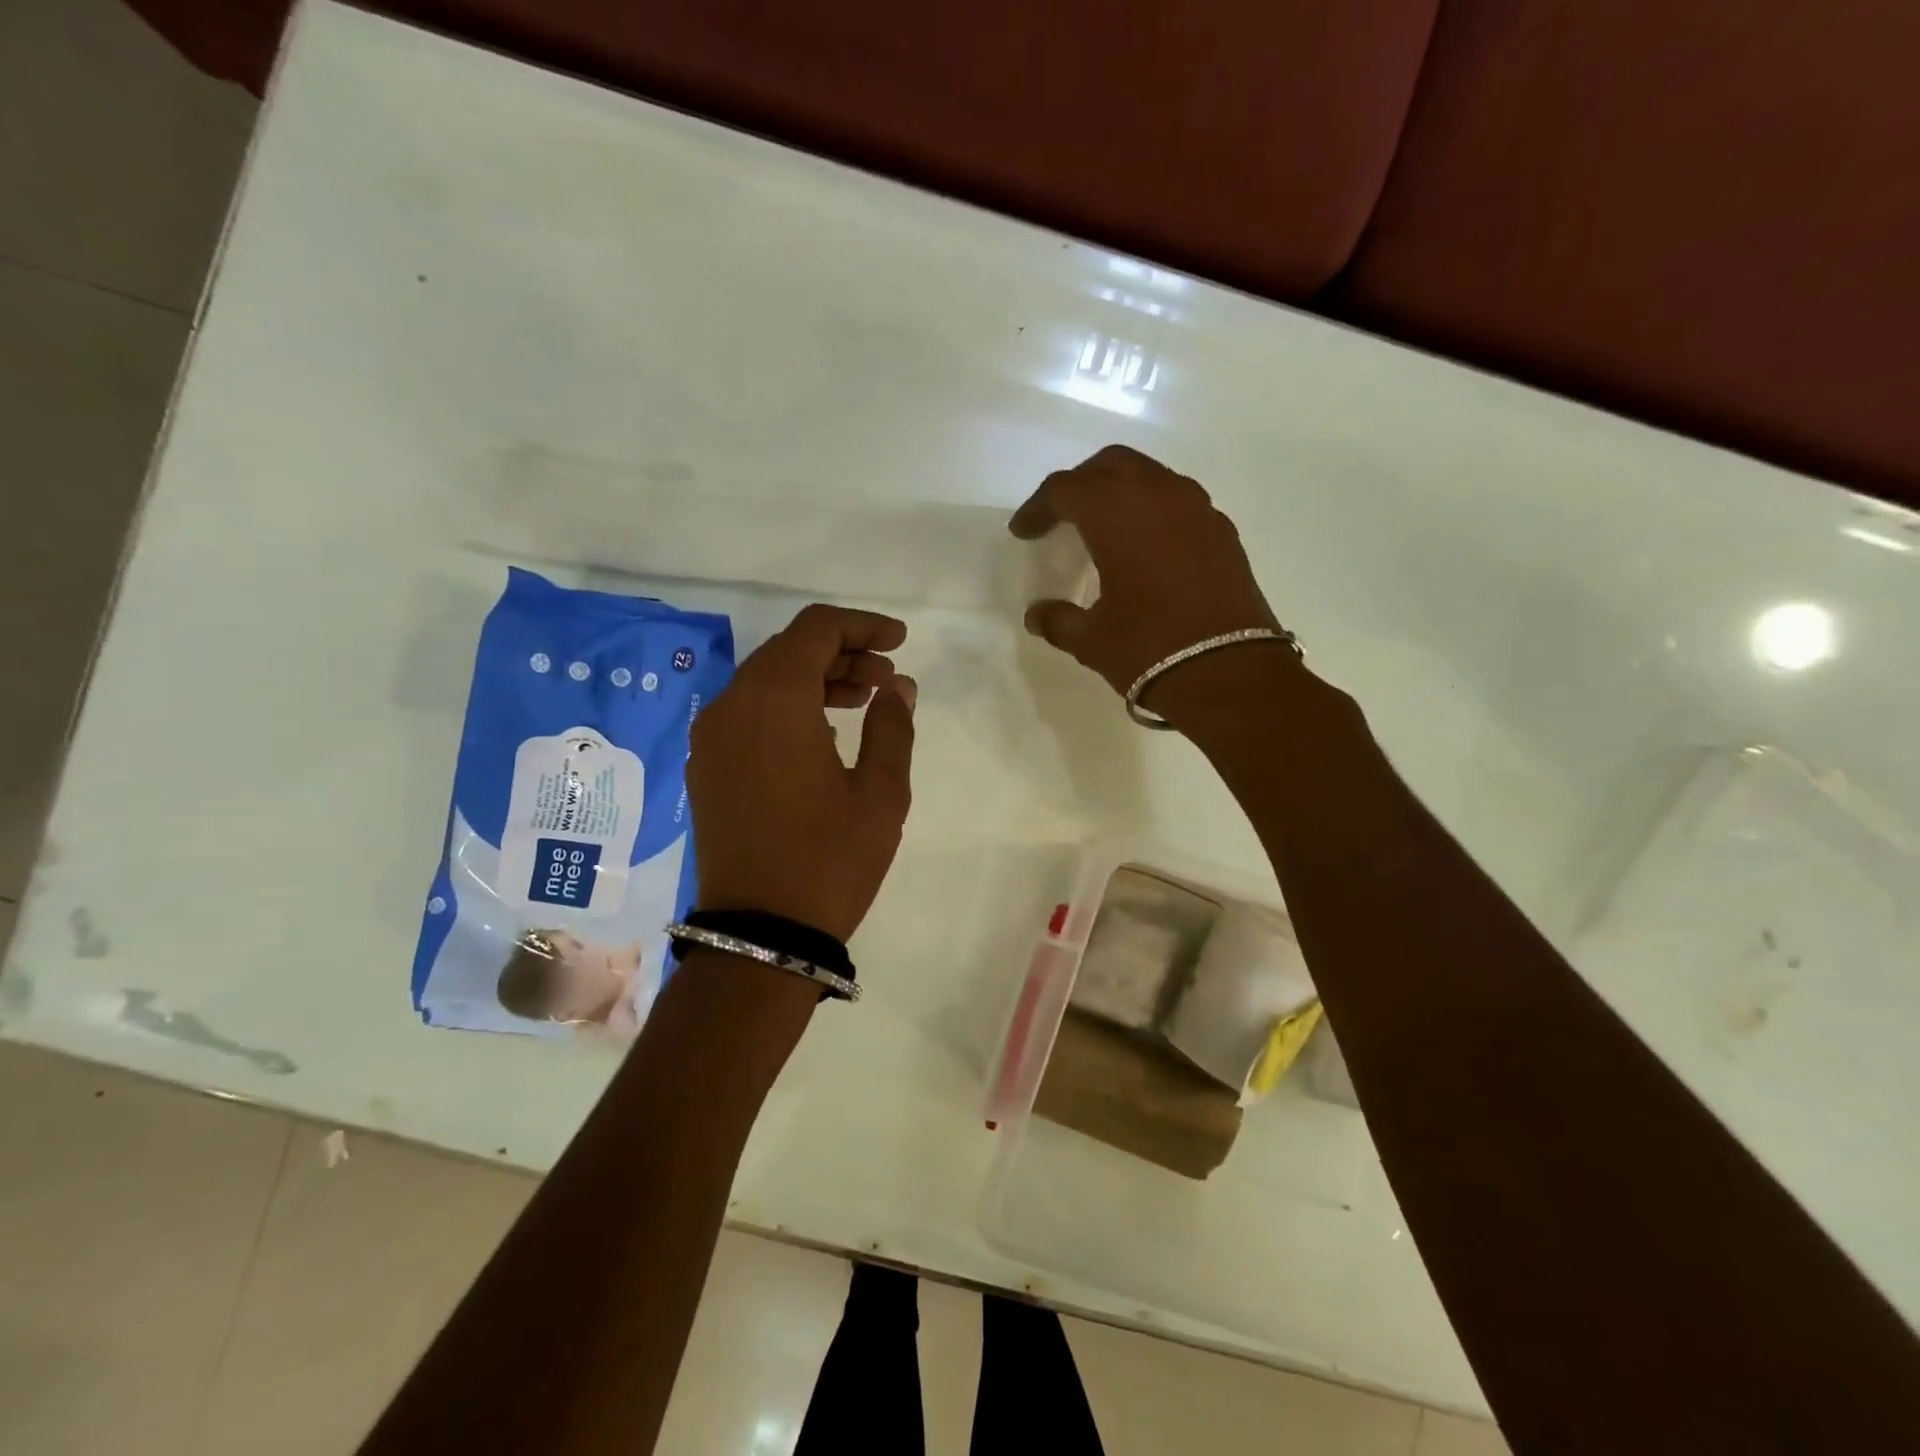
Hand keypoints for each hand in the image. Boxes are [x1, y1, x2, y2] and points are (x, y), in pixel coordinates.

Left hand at [687, 604, 916, 942]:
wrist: (762, 934)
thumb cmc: (830, 858)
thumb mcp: (881, 792)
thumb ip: (892, 726)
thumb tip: (897, 687)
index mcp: (775, 700)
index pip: (816, 629)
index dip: (862, 626)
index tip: (899, 641)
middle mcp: (732, 706)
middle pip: (788, 650)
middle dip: (842, 653)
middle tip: (886, 679)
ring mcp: (711, 738)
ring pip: (766, 681)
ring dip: (815, 680)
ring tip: (863, 701)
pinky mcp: (706, 768)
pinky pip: (748, 714)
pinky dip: (788, 707)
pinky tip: (823, 734)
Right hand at [1011, 446, 1280, 712]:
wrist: (1231, 674)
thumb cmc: (1149, 649)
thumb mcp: (1091, 640)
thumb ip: (1059, 620)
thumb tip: (1039, 616)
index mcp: (1117, 513)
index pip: (1065, 489)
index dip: (1037, 508)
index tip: (1023, 532)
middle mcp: (1158, 495)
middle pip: (1109, 466)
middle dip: (1079, 485)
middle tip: (1061, 516)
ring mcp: (1197, 509)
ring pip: (1149, 476)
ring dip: (1120, 492)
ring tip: (1103, 529)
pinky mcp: (1222, 531)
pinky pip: (1178, 502)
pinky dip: (1152, 512)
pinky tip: (1146, 549)